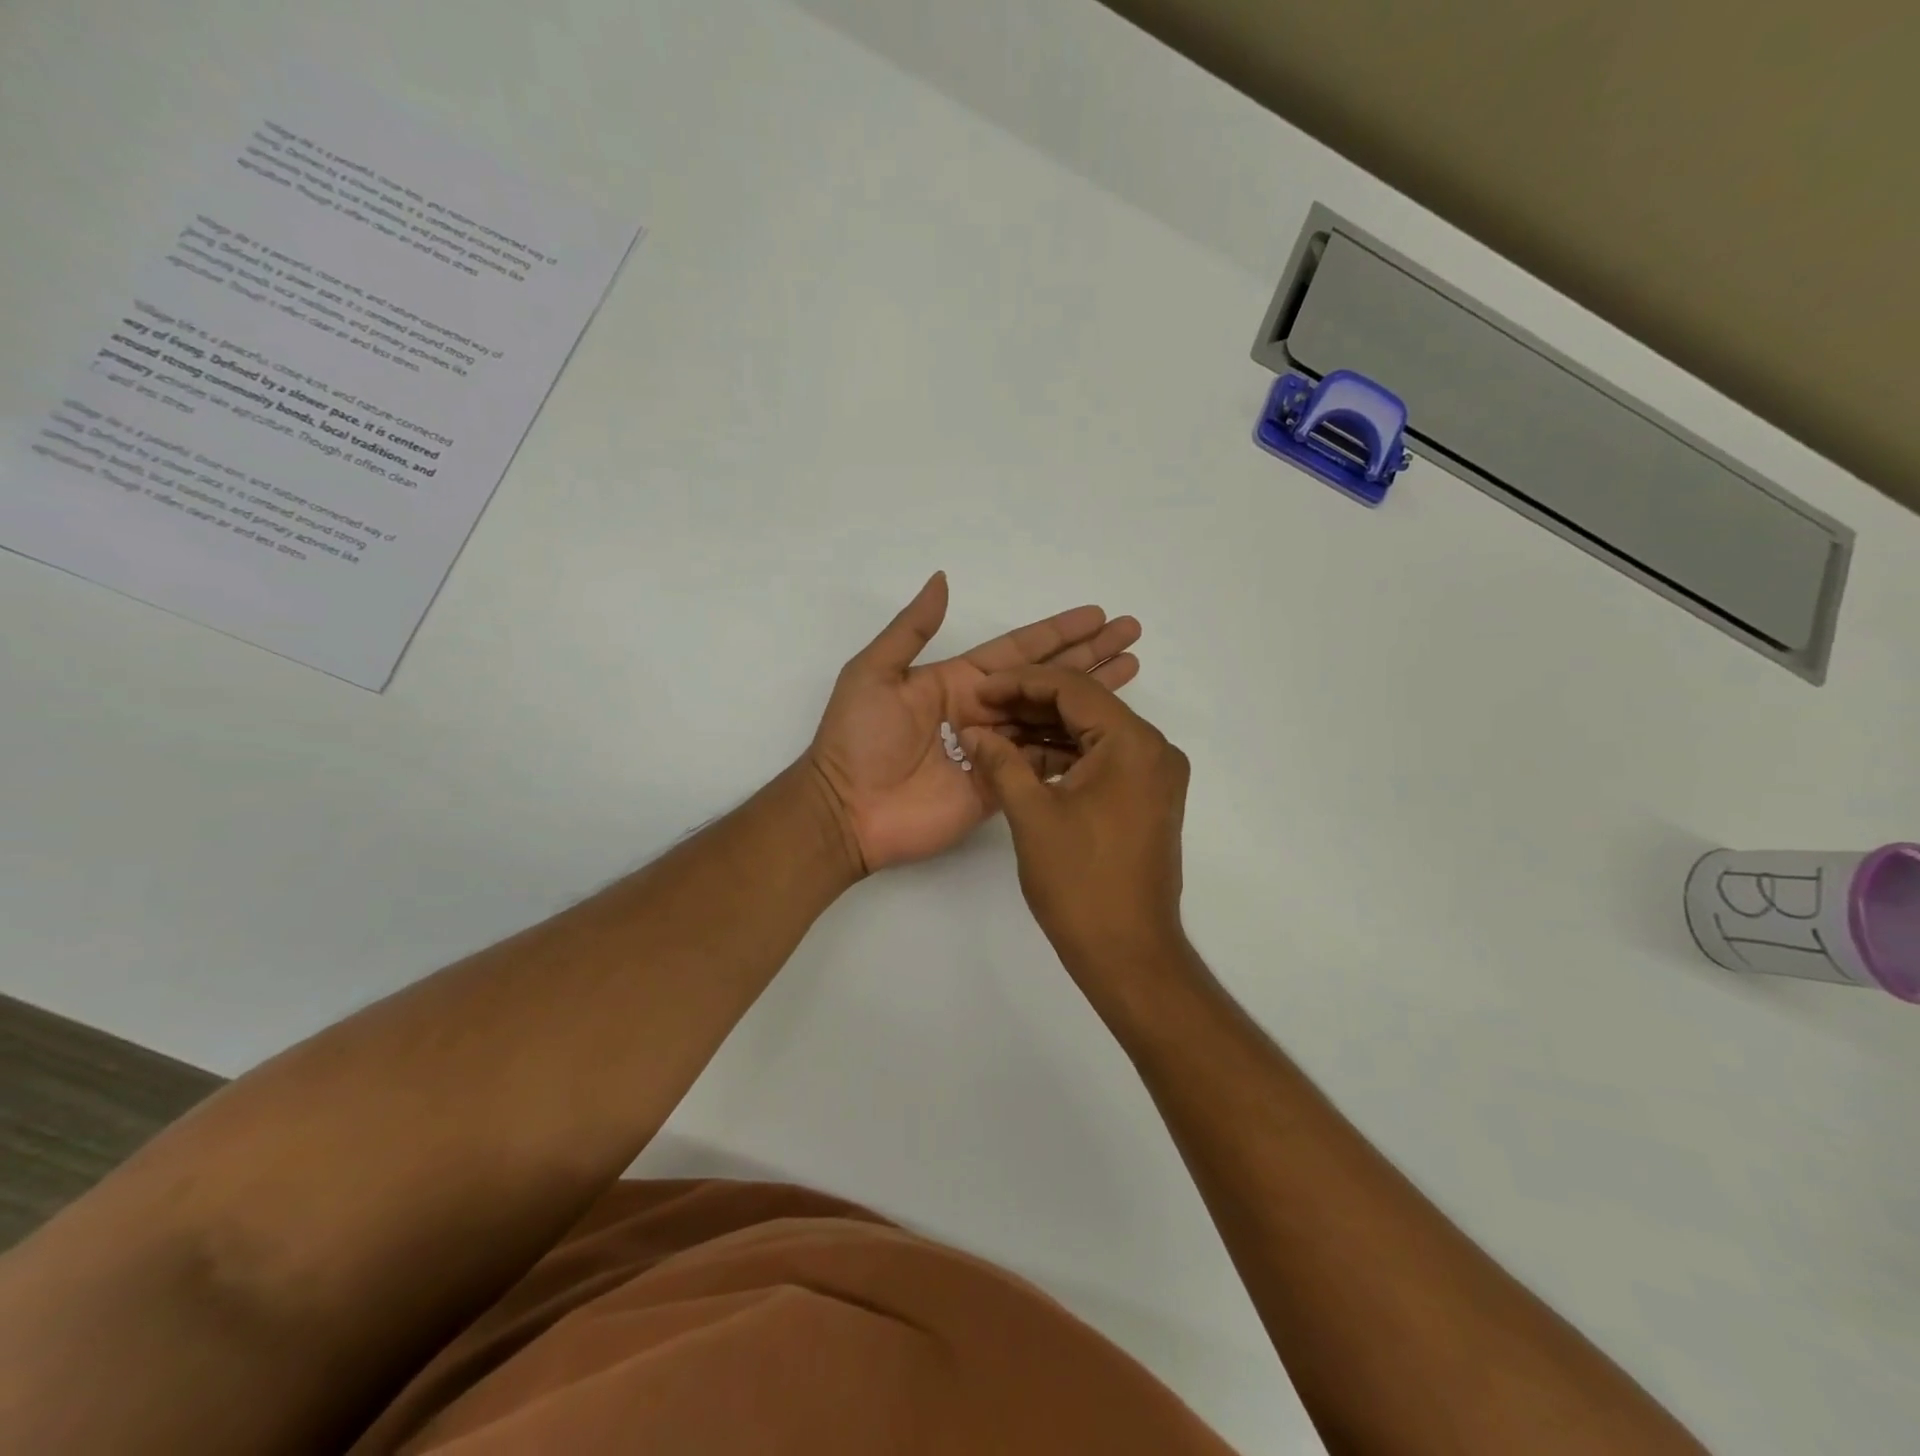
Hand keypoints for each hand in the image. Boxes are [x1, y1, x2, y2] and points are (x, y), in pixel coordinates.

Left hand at [808, 574, 1141, 873]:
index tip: (1097, 616)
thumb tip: (942, 579)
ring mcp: (996, 751)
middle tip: (1131, 636)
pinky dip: (1075, 750)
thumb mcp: (874, 672)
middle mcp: (985, 712)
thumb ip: (911, 629)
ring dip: (1092, 698)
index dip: (1059, 633)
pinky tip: (1108, 735)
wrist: (846, 810)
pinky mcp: (1001, 788)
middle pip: (1047, 679)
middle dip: (1089, 657)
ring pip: (1053, 719)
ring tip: (1131, 673)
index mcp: (960, 681)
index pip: (1021, 651)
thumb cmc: (857, 738)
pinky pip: (1043, 765)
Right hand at [961, 667, 1190, 987]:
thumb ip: (1001, 762)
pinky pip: (1101, 761)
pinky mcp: (1146, 798)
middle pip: (1085, 706)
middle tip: (981, 710)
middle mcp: (1153, 749)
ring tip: (994, 734)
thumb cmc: (1080, 882)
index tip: (980, 690)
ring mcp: (1153, 775)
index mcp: (1133, 743)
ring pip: (1092, 734)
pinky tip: (1023, 762)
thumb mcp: (1031, 815)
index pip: (1072, 688)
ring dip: (1045, 732)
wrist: (1128, 952)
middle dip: (1030, 705)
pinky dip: (1064, 758)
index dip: (1020, 683)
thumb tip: (973, 731)